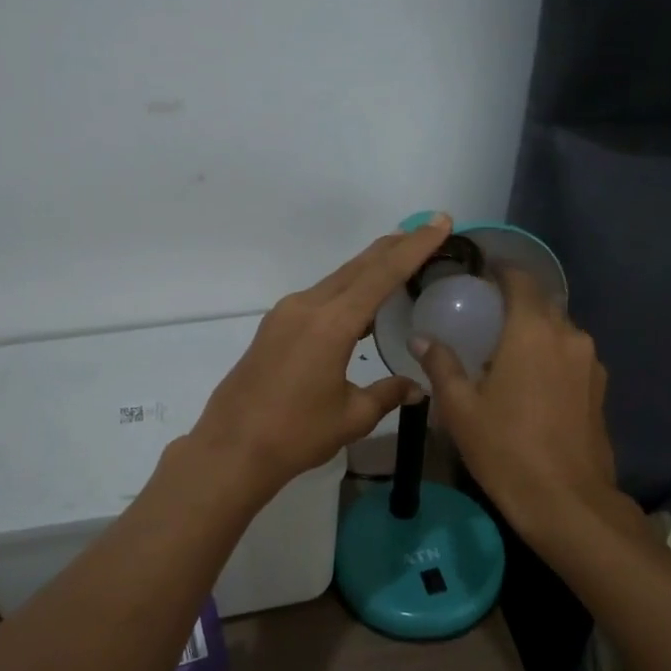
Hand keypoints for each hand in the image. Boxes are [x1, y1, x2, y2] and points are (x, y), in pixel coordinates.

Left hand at [191, 216, 449, 493]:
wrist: (231, 448)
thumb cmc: (295, 435)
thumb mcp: (351, 417)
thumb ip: (387, 394)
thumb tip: (417, 387)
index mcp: (331, 324)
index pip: (382, 275)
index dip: (414, 247)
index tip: (439, 222)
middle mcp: (307, 307)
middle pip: (358, 267)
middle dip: (394, 247)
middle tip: (426, 231)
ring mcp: (286, 314)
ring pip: (337, 280)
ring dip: (369, 268)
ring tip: (401, 260)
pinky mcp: (275, 327)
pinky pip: (320, 297)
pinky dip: (347, 291)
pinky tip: (362, 304)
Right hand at [410, 266, 629, 543]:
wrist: (566, 501)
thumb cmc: (505, 448)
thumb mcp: (460, 408)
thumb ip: (441, 366)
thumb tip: (422, 340)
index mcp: (533, 331)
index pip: (520, 280)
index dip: (501, 271)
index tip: (480, 274)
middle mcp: (568, 336)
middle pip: (542, 303)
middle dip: (516, 303)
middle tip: (484, 317)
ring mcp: (590, 362)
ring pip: (559, 331)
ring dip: (534, 332)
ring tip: (505, 351)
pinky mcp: (599, 388)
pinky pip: (571, 356)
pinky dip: (550, 355)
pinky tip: (530, 381)